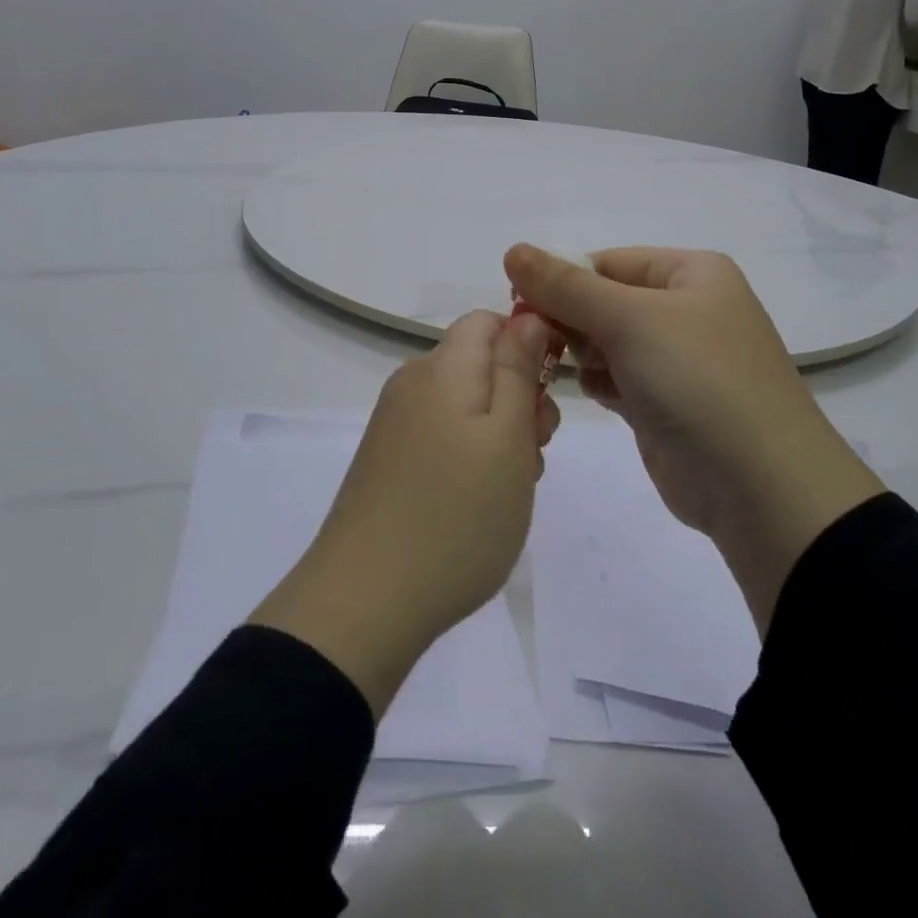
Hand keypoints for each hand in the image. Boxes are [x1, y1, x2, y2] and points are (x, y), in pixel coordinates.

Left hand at [251, 310, 559, 713]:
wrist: (366, 601)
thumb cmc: (457, 515)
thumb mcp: (508, 437)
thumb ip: (518, 369)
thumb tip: (527, 316)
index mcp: (441, 367)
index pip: (489, 321)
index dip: (528, 342)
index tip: (551, 391)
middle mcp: (412, 383)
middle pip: (479, 363)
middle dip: (519, 396)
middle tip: (536, 452)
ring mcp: (395, 423)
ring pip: (466, 404)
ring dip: (500, 433)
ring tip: (512, 487)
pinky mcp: (388, 459)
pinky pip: (443, 436)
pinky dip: (471, 456)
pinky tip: (480, 503)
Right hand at [502, 245, 882, 631]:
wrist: (760, 485)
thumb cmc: (697, 379)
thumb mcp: (629, 319)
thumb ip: (565, 286)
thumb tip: (512, 249)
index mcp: (691, 273)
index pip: (607, 262)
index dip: (560, 279)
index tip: (518, 303)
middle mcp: (686, 309)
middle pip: (603, 300)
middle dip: (569, 319)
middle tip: (538, 341)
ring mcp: (677, 360)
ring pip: (606, 341)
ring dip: (580, 353)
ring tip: (564, 369)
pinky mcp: (665, 404)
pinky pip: (616, 378)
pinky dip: (598, 382)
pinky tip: (593, 394)